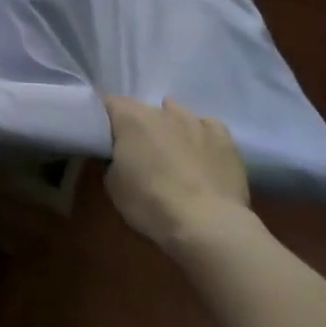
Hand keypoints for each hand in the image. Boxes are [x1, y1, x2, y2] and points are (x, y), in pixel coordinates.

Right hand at [103, 96, 250, 250]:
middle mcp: (161, 112)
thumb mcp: (113, 186)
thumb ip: (112, 161)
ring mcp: (195, 122)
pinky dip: (199, 136)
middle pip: (143, 109)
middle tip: (136, 150)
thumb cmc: (151, 204)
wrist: (208, 224)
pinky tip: (200, 152)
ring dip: (168, 127)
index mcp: (130, 118)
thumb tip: (119, 156)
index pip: (108, 102)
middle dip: (137, 126)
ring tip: (170, 151)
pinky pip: (206, 127)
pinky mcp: (224, 138)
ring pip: (176, 114)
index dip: (103, 115)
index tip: (102, 132)